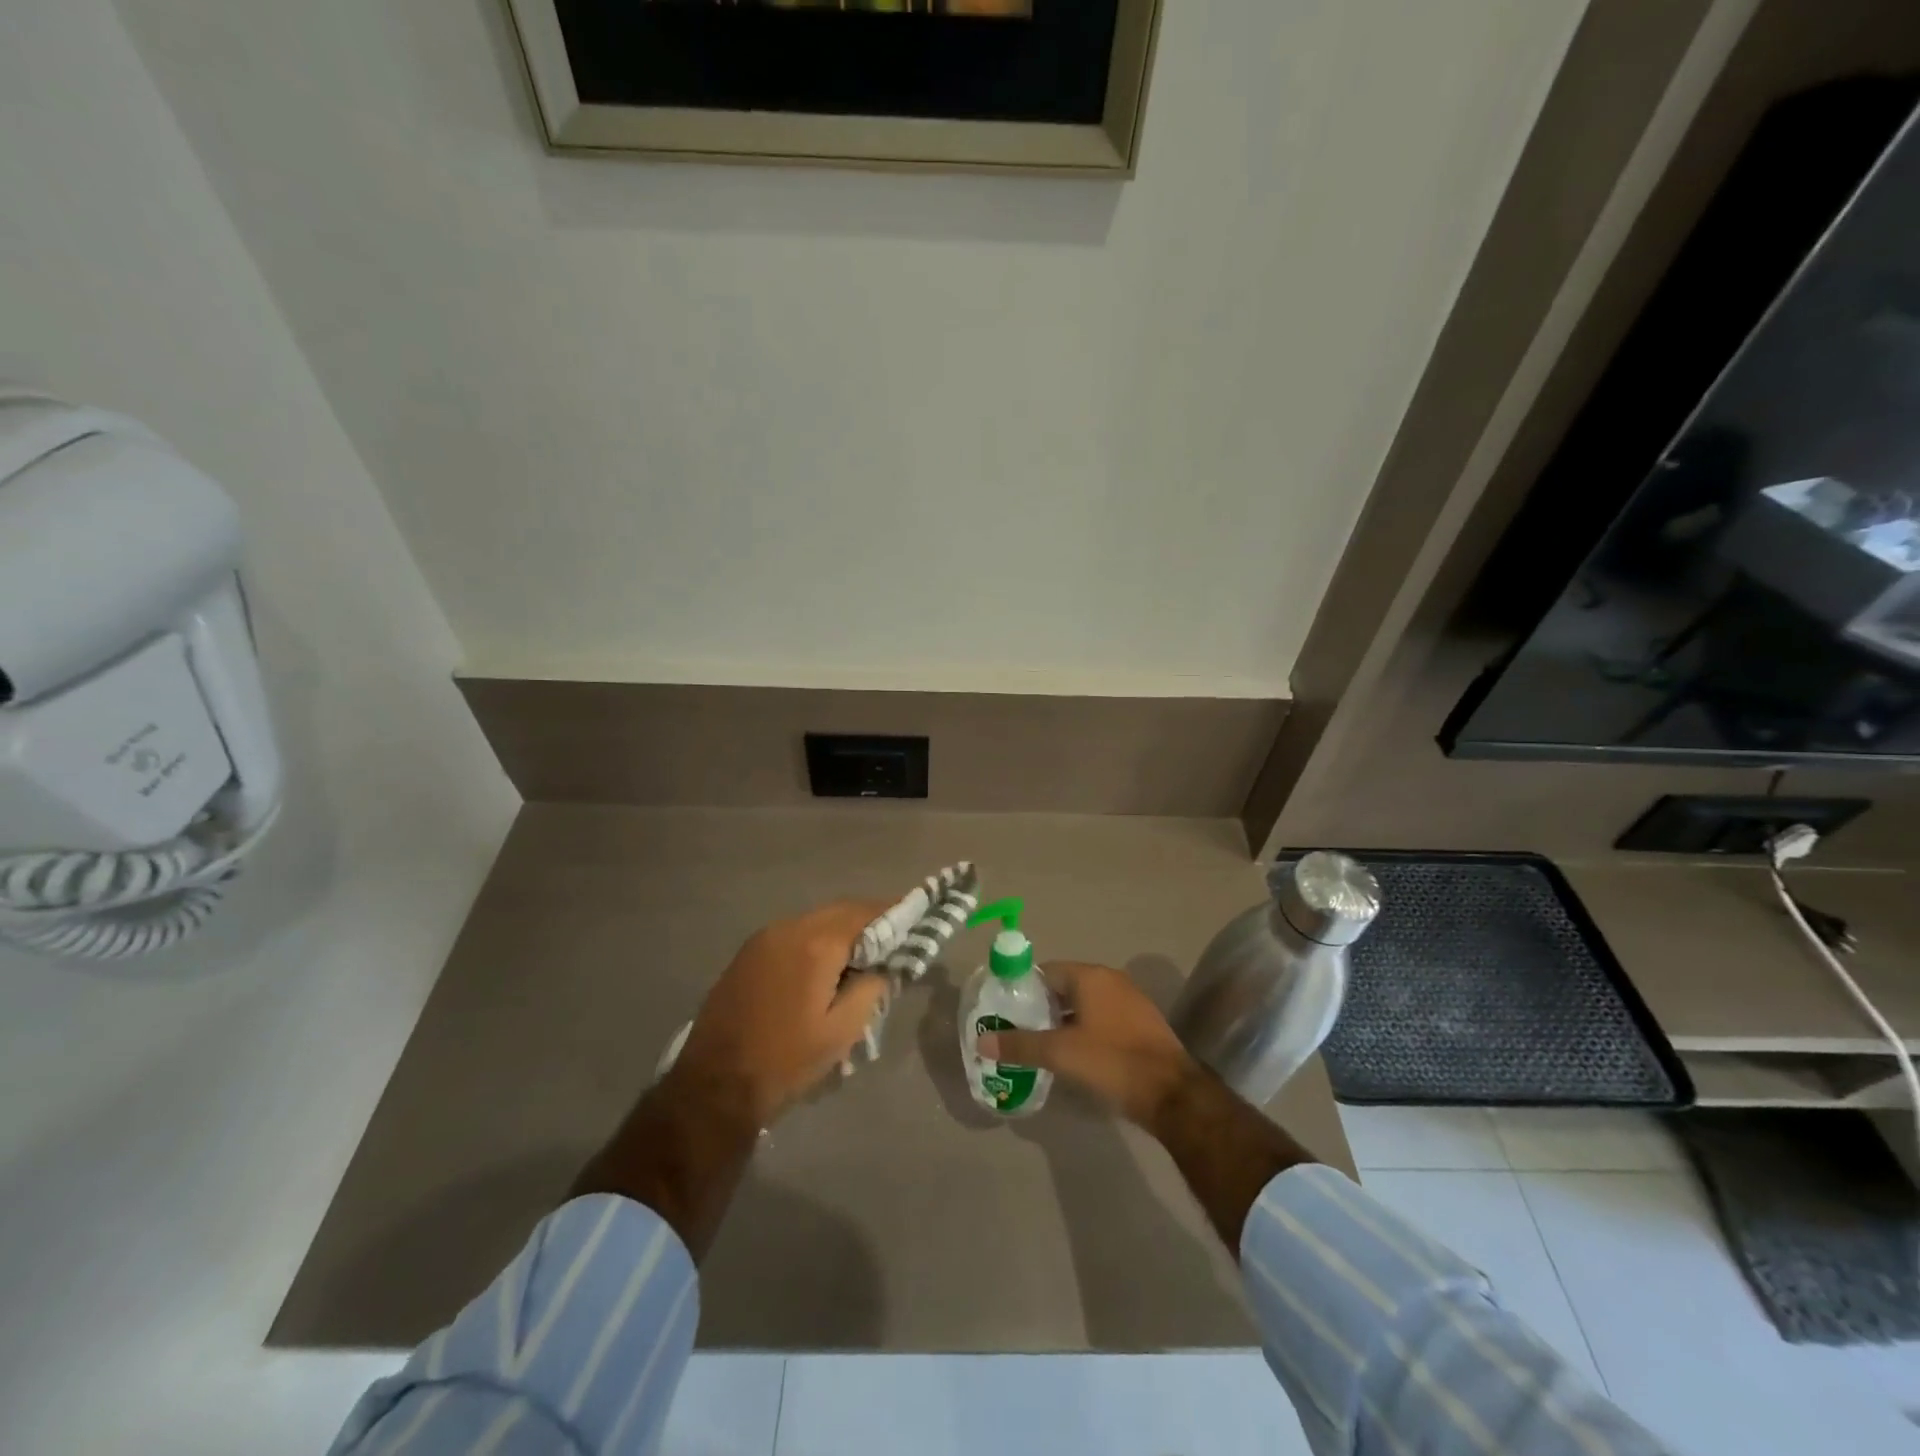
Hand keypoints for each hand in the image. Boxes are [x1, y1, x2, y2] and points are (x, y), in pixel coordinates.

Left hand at [671, 900, 890, 1127]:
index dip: (892, 912)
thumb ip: (870, 988)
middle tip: (892, 938)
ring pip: (814, 921)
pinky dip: (816, 940)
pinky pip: (793, 934)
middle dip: (868, 920)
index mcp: (816, 944)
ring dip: (840, 930)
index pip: (864, 913)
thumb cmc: (786, 1061)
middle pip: (839, 911)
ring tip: (861, 955)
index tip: (914, 916)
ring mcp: (763, 939)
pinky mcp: (748, 954)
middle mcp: (789, 928)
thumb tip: (882, 965)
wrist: (713, 1086)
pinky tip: (824, 965)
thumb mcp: (842, 1031)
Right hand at [977, 961, 1199, 1129]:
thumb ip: (1020, 1045)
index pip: (1046, 972)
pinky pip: (1102, 1018)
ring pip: (1084, 1005)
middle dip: (1041, 1008)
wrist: (1173, 1094)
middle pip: (1064, 987)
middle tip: (1018, 1031)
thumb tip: (982, 1042)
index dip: (1022, 989)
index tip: (1004, 1010)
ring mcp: (1129, 1001)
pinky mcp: (1140, 1024)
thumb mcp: (1061, 1054)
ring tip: (1040, 1046)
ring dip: (1062, 1021)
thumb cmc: (1113, 1061)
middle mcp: (1110, 980)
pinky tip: (1073, 1056)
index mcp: (1090, 976)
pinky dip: (1084, 1030)